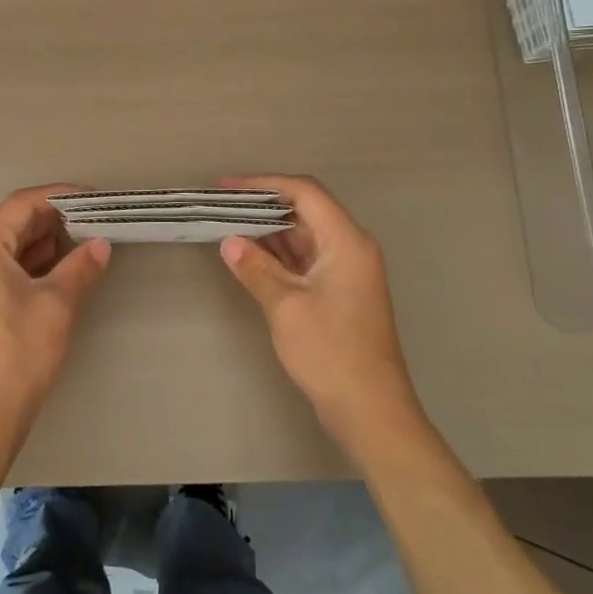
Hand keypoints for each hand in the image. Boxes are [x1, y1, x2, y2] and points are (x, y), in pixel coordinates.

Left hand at [0, 185, 111, 452]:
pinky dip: (42, 264)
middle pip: (18, 222)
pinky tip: (71, 269)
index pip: (23, 203)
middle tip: (99, 221)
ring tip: (91, 243)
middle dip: (59, 219)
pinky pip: (15, 268)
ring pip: (18, 246)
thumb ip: (81, 267)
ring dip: (52, 242)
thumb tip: (102, 243)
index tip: (96, 198)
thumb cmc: (18, 354)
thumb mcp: (57, 305)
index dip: (60, 196)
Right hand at [217, 175, 427, 457]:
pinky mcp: (340, 293)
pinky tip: (249, 258)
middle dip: (263, 206)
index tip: (227, 187)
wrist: (370, 409)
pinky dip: (278, 256)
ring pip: (304, 237)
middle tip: (222, 207)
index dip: (264, 184)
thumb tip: (230, 242)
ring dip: (269, 232)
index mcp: (347, 242)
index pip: (305, 193)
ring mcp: (347, 272)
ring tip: (227, 227)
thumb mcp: (285, 306)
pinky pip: (306, 260)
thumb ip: (256, 269)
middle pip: (306, 211)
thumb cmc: (330, 352)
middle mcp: (351, 248)